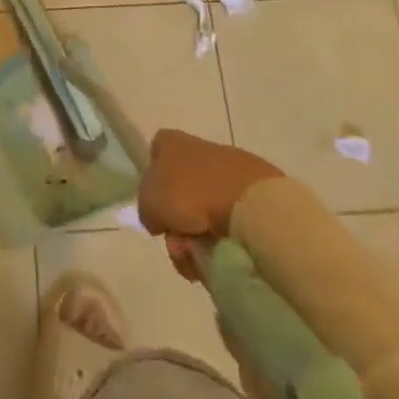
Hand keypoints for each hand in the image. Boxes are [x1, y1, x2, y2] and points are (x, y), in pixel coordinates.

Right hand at [138, 129, 283, 281]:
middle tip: (180, 246)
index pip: (155, 157)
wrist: (247, 202)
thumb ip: (147, 207)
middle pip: (179, 194)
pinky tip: (224, 252)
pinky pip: (228, 221)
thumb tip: (160, 217)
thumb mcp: (149, 200)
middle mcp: (198, 150)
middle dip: (177, 226)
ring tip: (203, 256)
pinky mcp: (252, 194)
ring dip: (197, 239)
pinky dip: (223, 240)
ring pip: (203, 213)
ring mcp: (227, 171)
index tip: (159, 213)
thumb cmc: (190, 192)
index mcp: (172, 142)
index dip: (153, 187)